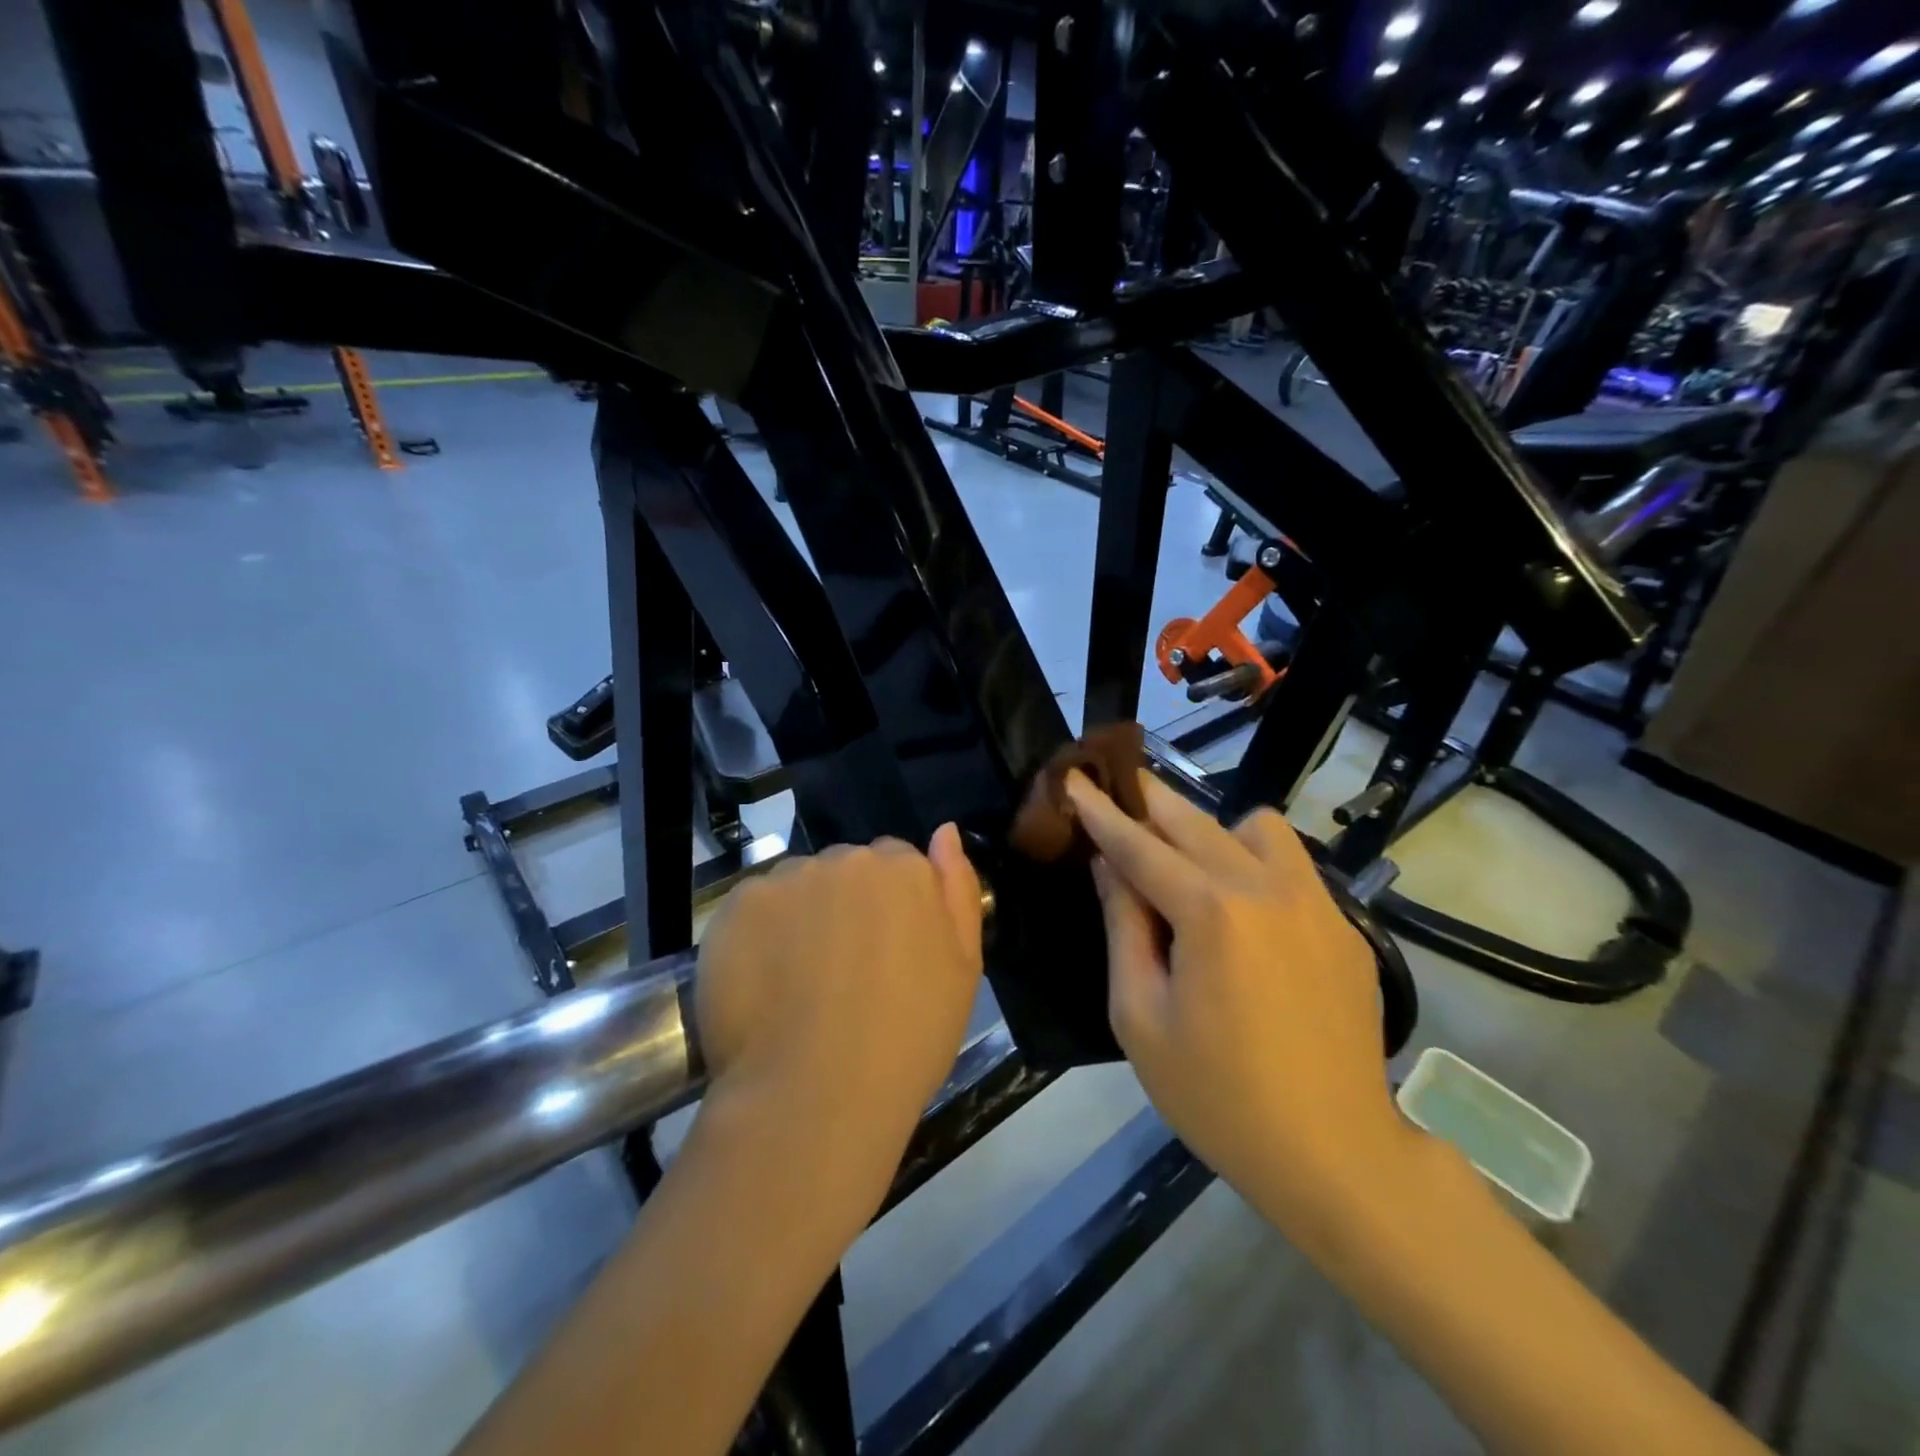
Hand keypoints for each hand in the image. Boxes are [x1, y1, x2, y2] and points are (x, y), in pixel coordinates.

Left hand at [692, 826, 984, 1225]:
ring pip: (798, 886)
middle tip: (841, 972)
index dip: (889, 909)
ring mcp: (789, 878)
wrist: (816, 1096)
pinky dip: (757, 935)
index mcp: (905, 869)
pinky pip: (755, 907)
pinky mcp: (738, 904)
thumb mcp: (963, 970)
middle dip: (845, 905)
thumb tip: (944, 832)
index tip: (883, 953)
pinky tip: (762, 984)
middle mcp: (847, 858)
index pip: (896, 864)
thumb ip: (958, 890)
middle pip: (846, 869)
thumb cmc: (908, 1040)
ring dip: (801, 916)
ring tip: (797, 983)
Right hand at [1065, 771, 1414, 1246]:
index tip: (1073, 775)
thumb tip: (1110, 867)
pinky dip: (1255, 865)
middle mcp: (1267, 888)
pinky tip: (1245, 916)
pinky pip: (1292, 867)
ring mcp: (1316, 903)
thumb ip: (1123, 928)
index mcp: (1211, 913)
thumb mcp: (1141, 1017)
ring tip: (1193, 871)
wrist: (1335, 1155)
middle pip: (1195, 821)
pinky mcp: (1345, 927)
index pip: (1140, 845)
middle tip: (1118, 790)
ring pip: (1257, 828)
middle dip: (1149, 800)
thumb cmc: (1218, 1095)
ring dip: (1213, 832)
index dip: (1100, 811)